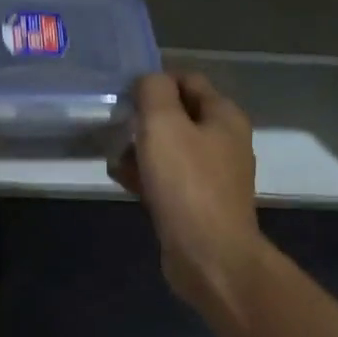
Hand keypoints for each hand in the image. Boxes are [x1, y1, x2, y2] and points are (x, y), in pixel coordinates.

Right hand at [111, 73, 266, 313]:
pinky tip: (122, 180)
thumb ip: (153, 91)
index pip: (188, 79)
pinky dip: (146, 175)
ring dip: (141, 148)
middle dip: (144, 118)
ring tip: (113, 155)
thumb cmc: (187, 183)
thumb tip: (148, 81)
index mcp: (224, 116)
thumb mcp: (163, 123)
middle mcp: (224, 141)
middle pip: (178, 115)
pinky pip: (168, 178)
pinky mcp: (198, 204)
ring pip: (170, 148)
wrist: (209, 256)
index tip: (125, 95)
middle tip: (116, 126)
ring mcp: (213, 175)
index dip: (156, 81)